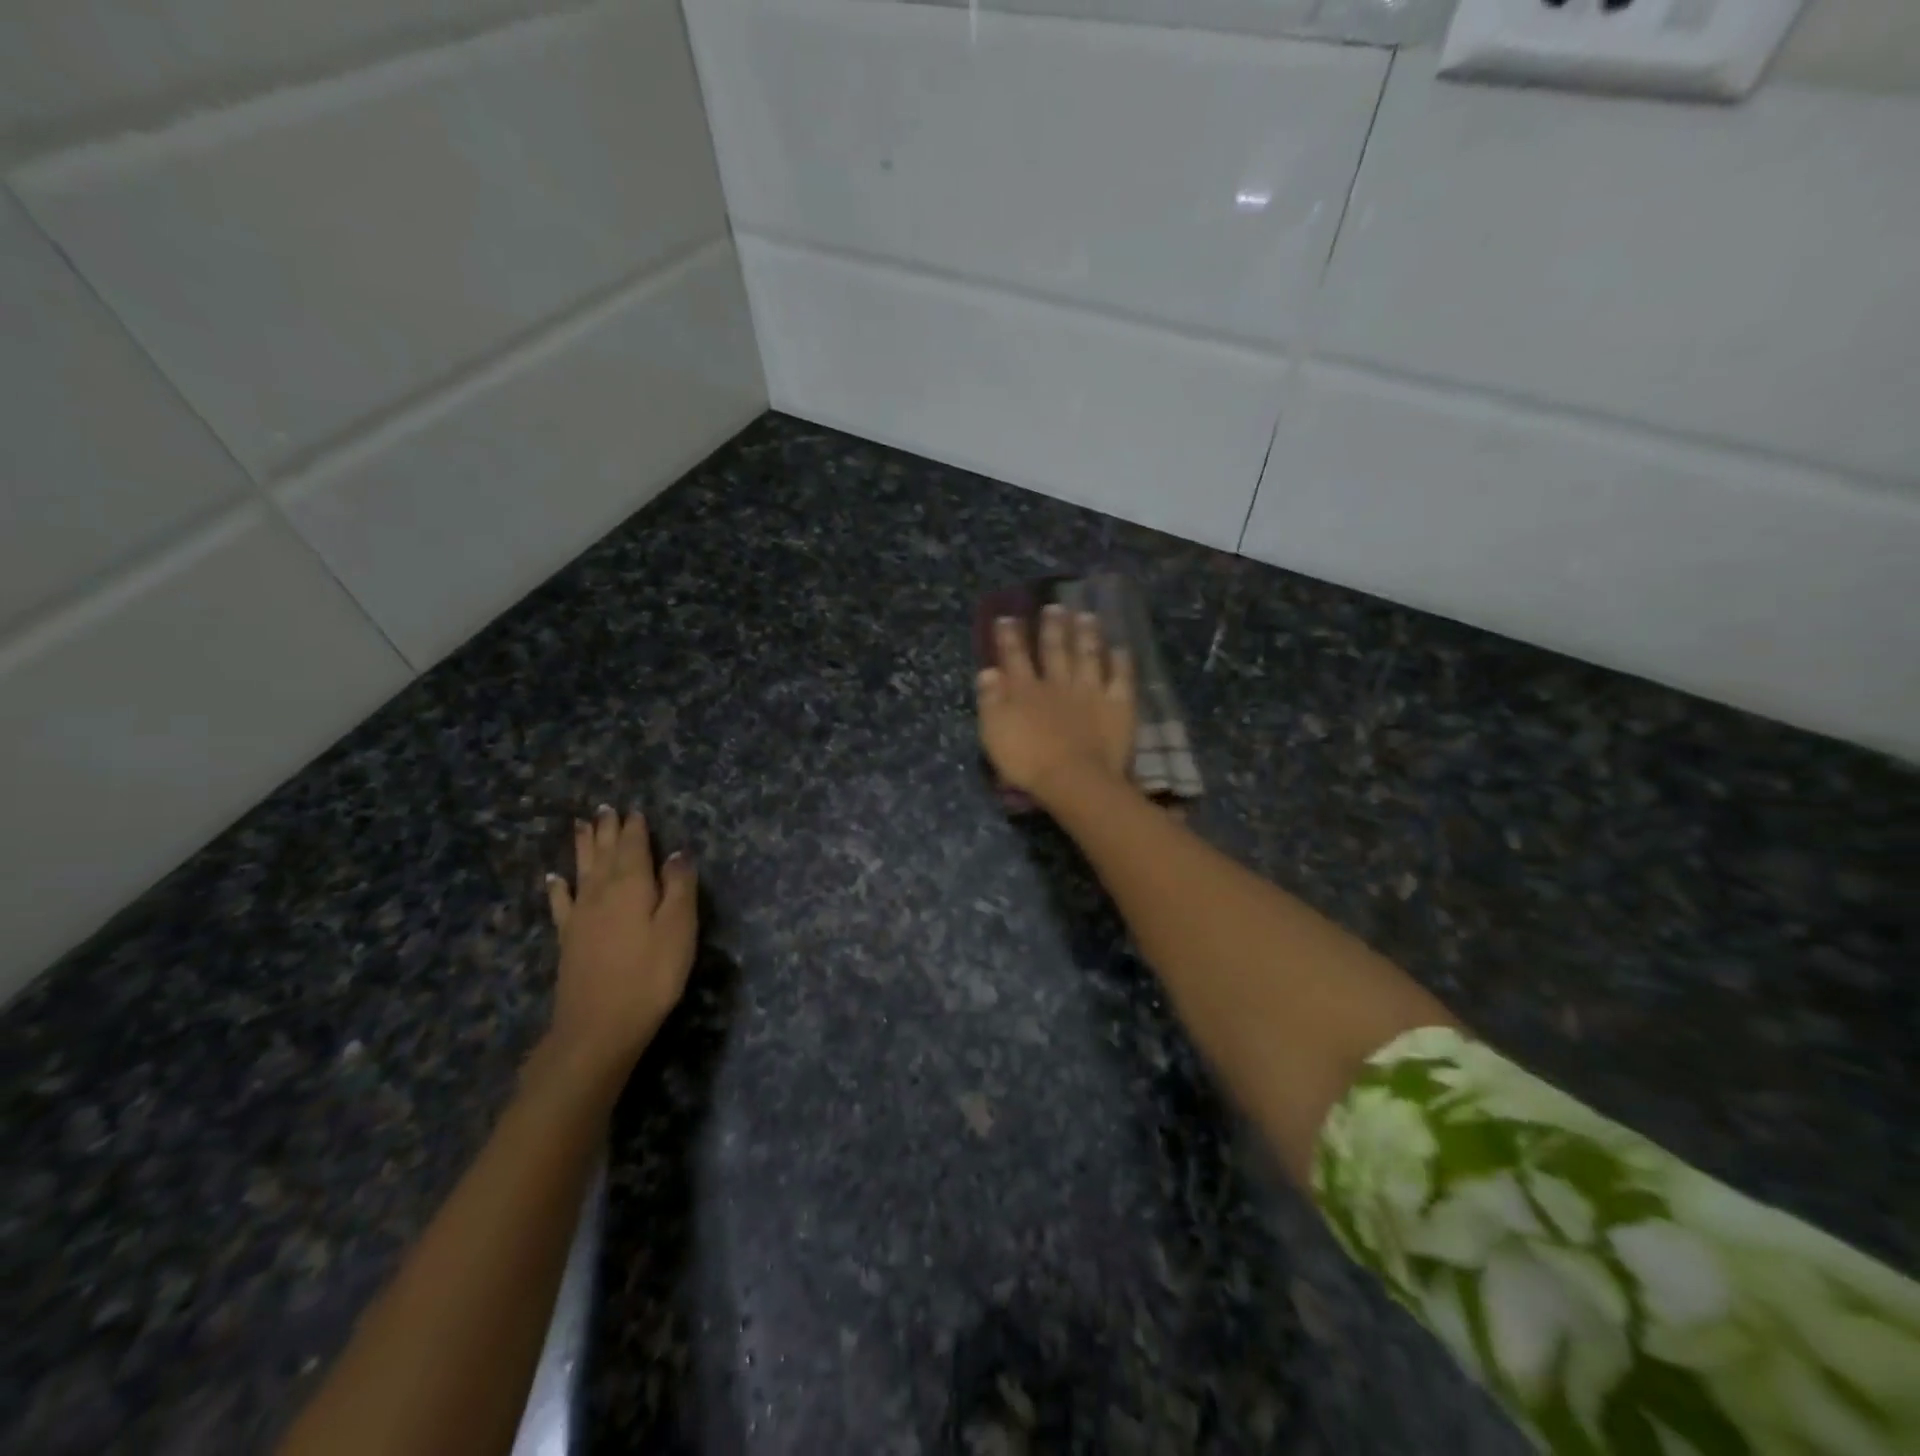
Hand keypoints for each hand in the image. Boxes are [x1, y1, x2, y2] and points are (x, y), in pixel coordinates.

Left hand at [543, 806, 697, 1076]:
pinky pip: (561, 903)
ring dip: (583, 847)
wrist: (599, 1027)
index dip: (635, 828)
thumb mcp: (679, 929)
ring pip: (581, 870)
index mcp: (632, 885)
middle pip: (605, 853)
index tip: (635, 809)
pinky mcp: (568, 939)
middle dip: (607, 830)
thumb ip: (679, 887)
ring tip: (581, 825)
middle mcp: (601, 892)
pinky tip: (553, 878)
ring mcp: (580, 916)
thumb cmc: (650, 975)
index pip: (634, 847)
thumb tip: (677, 853)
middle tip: (604, 808)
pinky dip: (558, 887)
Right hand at [977, 605, 1135, 800]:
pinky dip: (1121, 662)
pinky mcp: (1117, 705)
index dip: (1010, 636)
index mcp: (1024, 690)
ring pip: (1088, 655)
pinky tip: (1121, 649)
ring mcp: (1090, 691)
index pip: (1014, 656)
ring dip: (1087, 635)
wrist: (1073, 779)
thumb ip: (990, 700)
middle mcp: (1057, 683)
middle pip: (1054, 649)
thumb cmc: (1027, 761)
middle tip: (1055, 606)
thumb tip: (988, 671)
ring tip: (1086, 616)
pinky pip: (1121, 678)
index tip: (1007, 617)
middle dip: (1053, 626)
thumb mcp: (994, 733)